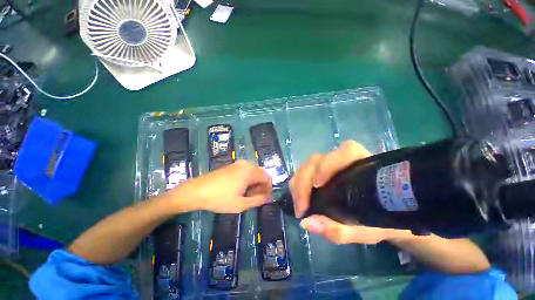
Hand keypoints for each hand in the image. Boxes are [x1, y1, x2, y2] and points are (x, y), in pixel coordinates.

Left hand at [163, 160, 272, 213]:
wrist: (196, 191)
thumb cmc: (220, 199)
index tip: (264, 199)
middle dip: (261, 187)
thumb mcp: (241, 204)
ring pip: (254, 173)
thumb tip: (269, 198)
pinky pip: (246, 171)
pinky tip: (240, 189)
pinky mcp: (232, 165)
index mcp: (250, 171)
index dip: (268, 189)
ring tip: (246, 196)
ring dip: (254, 184)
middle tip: (254, 199)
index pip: (267, 178)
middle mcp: (246, 164)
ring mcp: (238, 164)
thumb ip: (258, 200)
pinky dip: (247, 180)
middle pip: (261, 174)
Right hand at [290, 140, 404, 244]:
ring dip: (298, 183)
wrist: (384, 218)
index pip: (344, 153)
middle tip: (301, 207)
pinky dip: (298, 184)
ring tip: (298, 203)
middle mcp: (344, 161)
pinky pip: (305, 172)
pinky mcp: (321, 171)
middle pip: (317, 160)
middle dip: (304, 180)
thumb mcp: (362, 230)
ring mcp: (330, 165)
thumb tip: (306, 222)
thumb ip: (338, 229)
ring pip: (308, 165)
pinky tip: (299, 198)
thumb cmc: (378, 222)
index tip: (317, 187)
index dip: (327, 166)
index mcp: (363, 166)